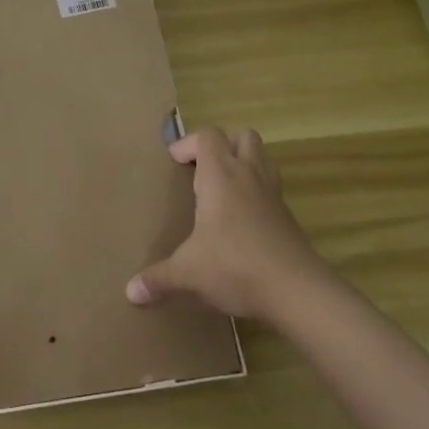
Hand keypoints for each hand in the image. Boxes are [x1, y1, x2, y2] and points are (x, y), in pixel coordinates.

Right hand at [125, 126, 324, 321]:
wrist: (297, 291)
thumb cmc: (235, 266)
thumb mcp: (188, 273)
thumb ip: (158, 278)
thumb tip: (131, 292)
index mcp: (221, 177)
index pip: (207, 136)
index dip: (188, 143)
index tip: (174, 162)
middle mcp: (249, 176)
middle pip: (242, 136)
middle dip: (222, 144)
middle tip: (202, 167)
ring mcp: (273, 194)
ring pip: (263, 157)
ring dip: (243, 161)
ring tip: (222, 186)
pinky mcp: (287, 216)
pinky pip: (271, 187)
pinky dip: (256, 190)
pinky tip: (241, 217)